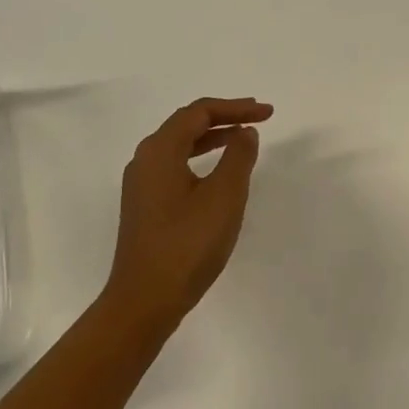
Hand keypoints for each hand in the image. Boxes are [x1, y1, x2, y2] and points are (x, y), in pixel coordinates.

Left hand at [103, 97, 273, 328]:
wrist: (145, 300)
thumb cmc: (188, 244)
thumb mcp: (224, 196)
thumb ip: (238, 156)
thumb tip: (245, 131)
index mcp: (160, 150)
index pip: (199, 112)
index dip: (235, 107)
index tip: (267, 112)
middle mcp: (145, 160)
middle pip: (186, 124)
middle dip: (224, 117)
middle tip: (258, 118)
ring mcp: (141, 184)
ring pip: (179, 146)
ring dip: (212, 138)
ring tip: (242, 139)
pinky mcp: (145, 205)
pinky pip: (175, 166)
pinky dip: (200, 158)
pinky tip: (218, 174)